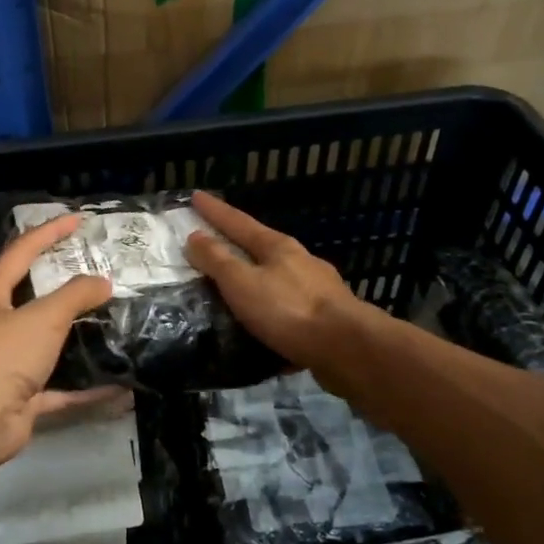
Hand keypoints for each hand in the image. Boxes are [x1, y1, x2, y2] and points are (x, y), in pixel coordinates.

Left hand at [0, 213, 118, 472]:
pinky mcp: (21, 400)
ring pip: (47, 346)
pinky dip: (87, 390)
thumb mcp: (43, 316)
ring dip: (77, 340)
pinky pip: (61, 391)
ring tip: (110, 325)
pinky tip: (119, 389)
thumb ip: (75, 295)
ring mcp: (7, 366)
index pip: (20, 252)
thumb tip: (103, 282)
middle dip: (63, 286)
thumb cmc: (2, 355)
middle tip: (98, 274)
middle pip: (32, 299)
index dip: (48, 233)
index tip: (77, 220)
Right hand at [185, 191, 364, 372]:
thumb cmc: (289, 310)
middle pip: (261, 246)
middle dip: (237, 243)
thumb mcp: (242, 283)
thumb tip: (195, 236)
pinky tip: (264, 326)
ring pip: (278, 278)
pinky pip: (290, 308)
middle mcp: (300, 261)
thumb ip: (218, 261)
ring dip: (256, 279)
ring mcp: (317, 288)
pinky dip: (272, 311)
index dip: (215, 211)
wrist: (347, 348)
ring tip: (236, 290)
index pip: (238, 222)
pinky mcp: (326, 318)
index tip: (196, 196)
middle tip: (213, 243)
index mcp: (277, 247)